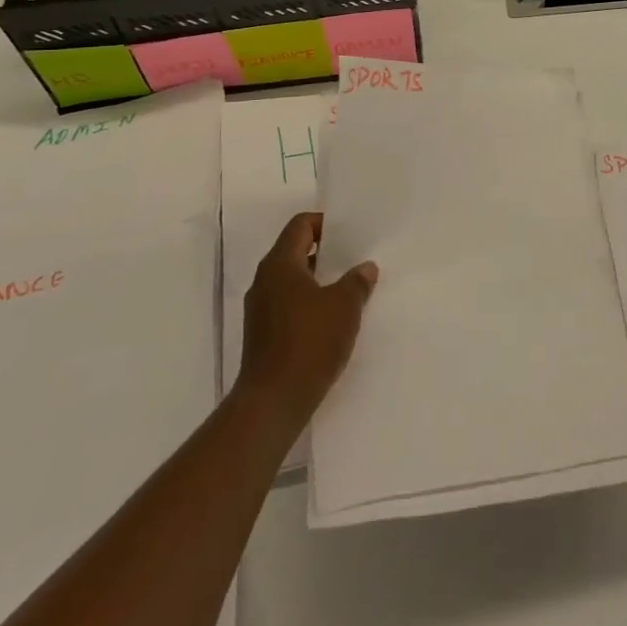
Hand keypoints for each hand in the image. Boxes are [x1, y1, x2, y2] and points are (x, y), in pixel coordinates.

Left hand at [238, 212, 378, 422]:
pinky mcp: (263, 334)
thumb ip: (357, 281)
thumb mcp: (345, 306)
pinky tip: (333, 317)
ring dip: (319, 279)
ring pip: (292, 280)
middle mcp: (264, 281)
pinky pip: (289, 304)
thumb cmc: (309, 342)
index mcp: (279, 265)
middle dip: (326, 252)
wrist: (272, 402)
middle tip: (356, 256)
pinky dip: (310, 302)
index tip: (350, 232)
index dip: (325, 223)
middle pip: (295, 251)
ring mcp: (261, 309)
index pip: (300, 226)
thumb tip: (365, 268)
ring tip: (350, 287)